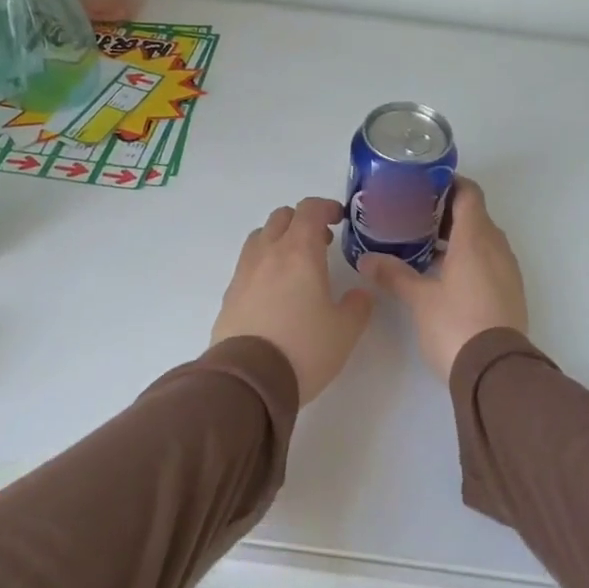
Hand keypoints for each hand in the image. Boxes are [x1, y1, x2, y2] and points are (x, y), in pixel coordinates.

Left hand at [211, 197, 374, 405]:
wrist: (248, 380)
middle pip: (281, 217)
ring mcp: (244, 273)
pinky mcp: (229, 295)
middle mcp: (268, 254)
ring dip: (279, 240)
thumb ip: (357, 306)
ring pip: (260, 238)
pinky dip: (263, 265)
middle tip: (321, 243)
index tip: (339, 219)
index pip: (310, 210)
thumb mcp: (345, 330)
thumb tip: (359, 294)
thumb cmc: (304, 348)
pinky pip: (247, 265)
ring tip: (295, 265)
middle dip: (302, 221)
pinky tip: (274, 291)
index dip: (326, 207)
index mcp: (299, 252)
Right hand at [359, 179, 527, 379]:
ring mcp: (508, 271)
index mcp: (476, 239)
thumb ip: (394, 275)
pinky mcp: (511, 292)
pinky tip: (446, 274)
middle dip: (448, 212)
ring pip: (484, 240)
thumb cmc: (456, 325)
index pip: (469, 194)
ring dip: (460, 237)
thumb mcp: (420, 299)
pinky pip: (491, 261)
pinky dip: (471, 257)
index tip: (425, 185)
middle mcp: (497, 248)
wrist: (496, 371)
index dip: (450, 183)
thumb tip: (367, 260)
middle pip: (476, 215)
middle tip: (415, 216)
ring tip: (426, 245)